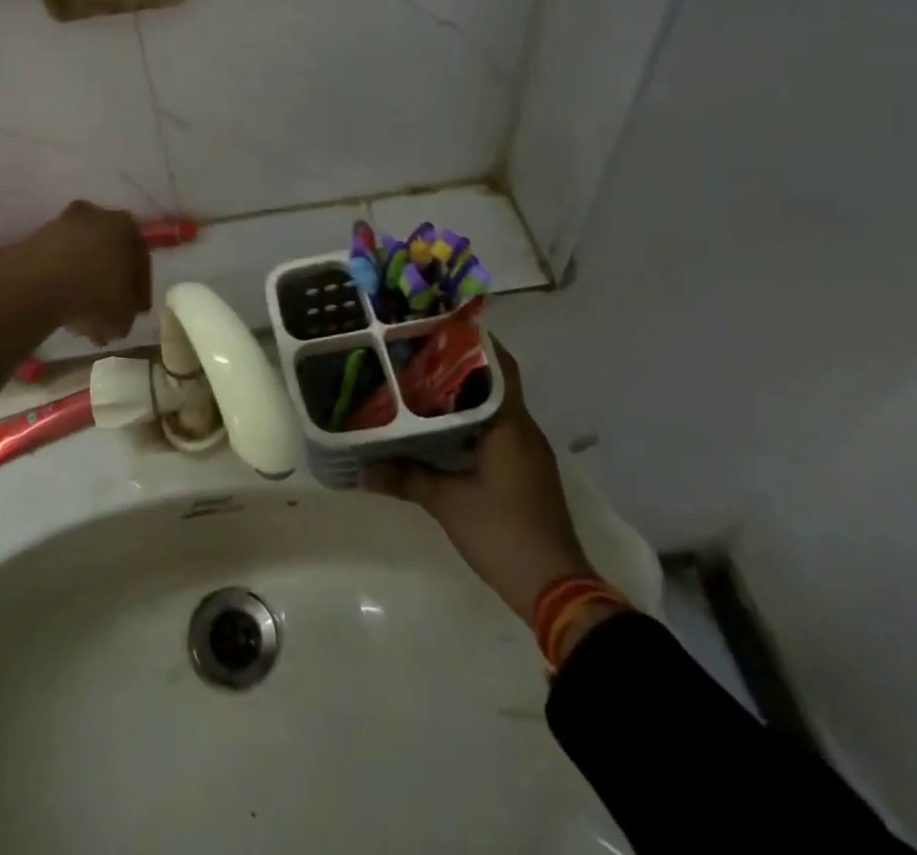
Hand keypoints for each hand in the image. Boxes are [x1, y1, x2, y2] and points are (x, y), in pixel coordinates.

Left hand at [20, 201, 151, 346]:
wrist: (37, 283)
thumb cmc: (93, 293)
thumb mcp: (124, 315)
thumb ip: (128, 313)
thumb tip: (121, 316)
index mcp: (126, 225)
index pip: (140, 260)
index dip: (139, 290)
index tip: (136, 312)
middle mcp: (97, 215)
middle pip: (109, 256)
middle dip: (109, 287)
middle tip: (108, 316)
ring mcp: (63, 224)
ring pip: (83, 259)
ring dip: (85, 287)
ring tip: (83, 320)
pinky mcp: (37, 238)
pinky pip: (59, 263)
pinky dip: (63, 283)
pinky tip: (62, 309)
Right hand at [362, 336, 593, 626]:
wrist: (556, 590)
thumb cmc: (502, 532)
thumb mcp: (446, 502)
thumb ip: (404, 478)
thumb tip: (361, 469)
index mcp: (511, 425)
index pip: (498, 366)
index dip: (473, 342)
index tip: (437, 327)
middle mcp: (524, 430)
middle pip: (494, 383)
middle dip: (458, 365)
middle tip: (415, 352)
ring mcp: (528, 452)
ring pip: (494, 408)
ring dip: (464, 395)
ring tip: (419, 383)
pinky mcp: (525, 472)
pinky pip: (496, 431)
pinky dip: (470, 421)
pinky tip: (440, 428)